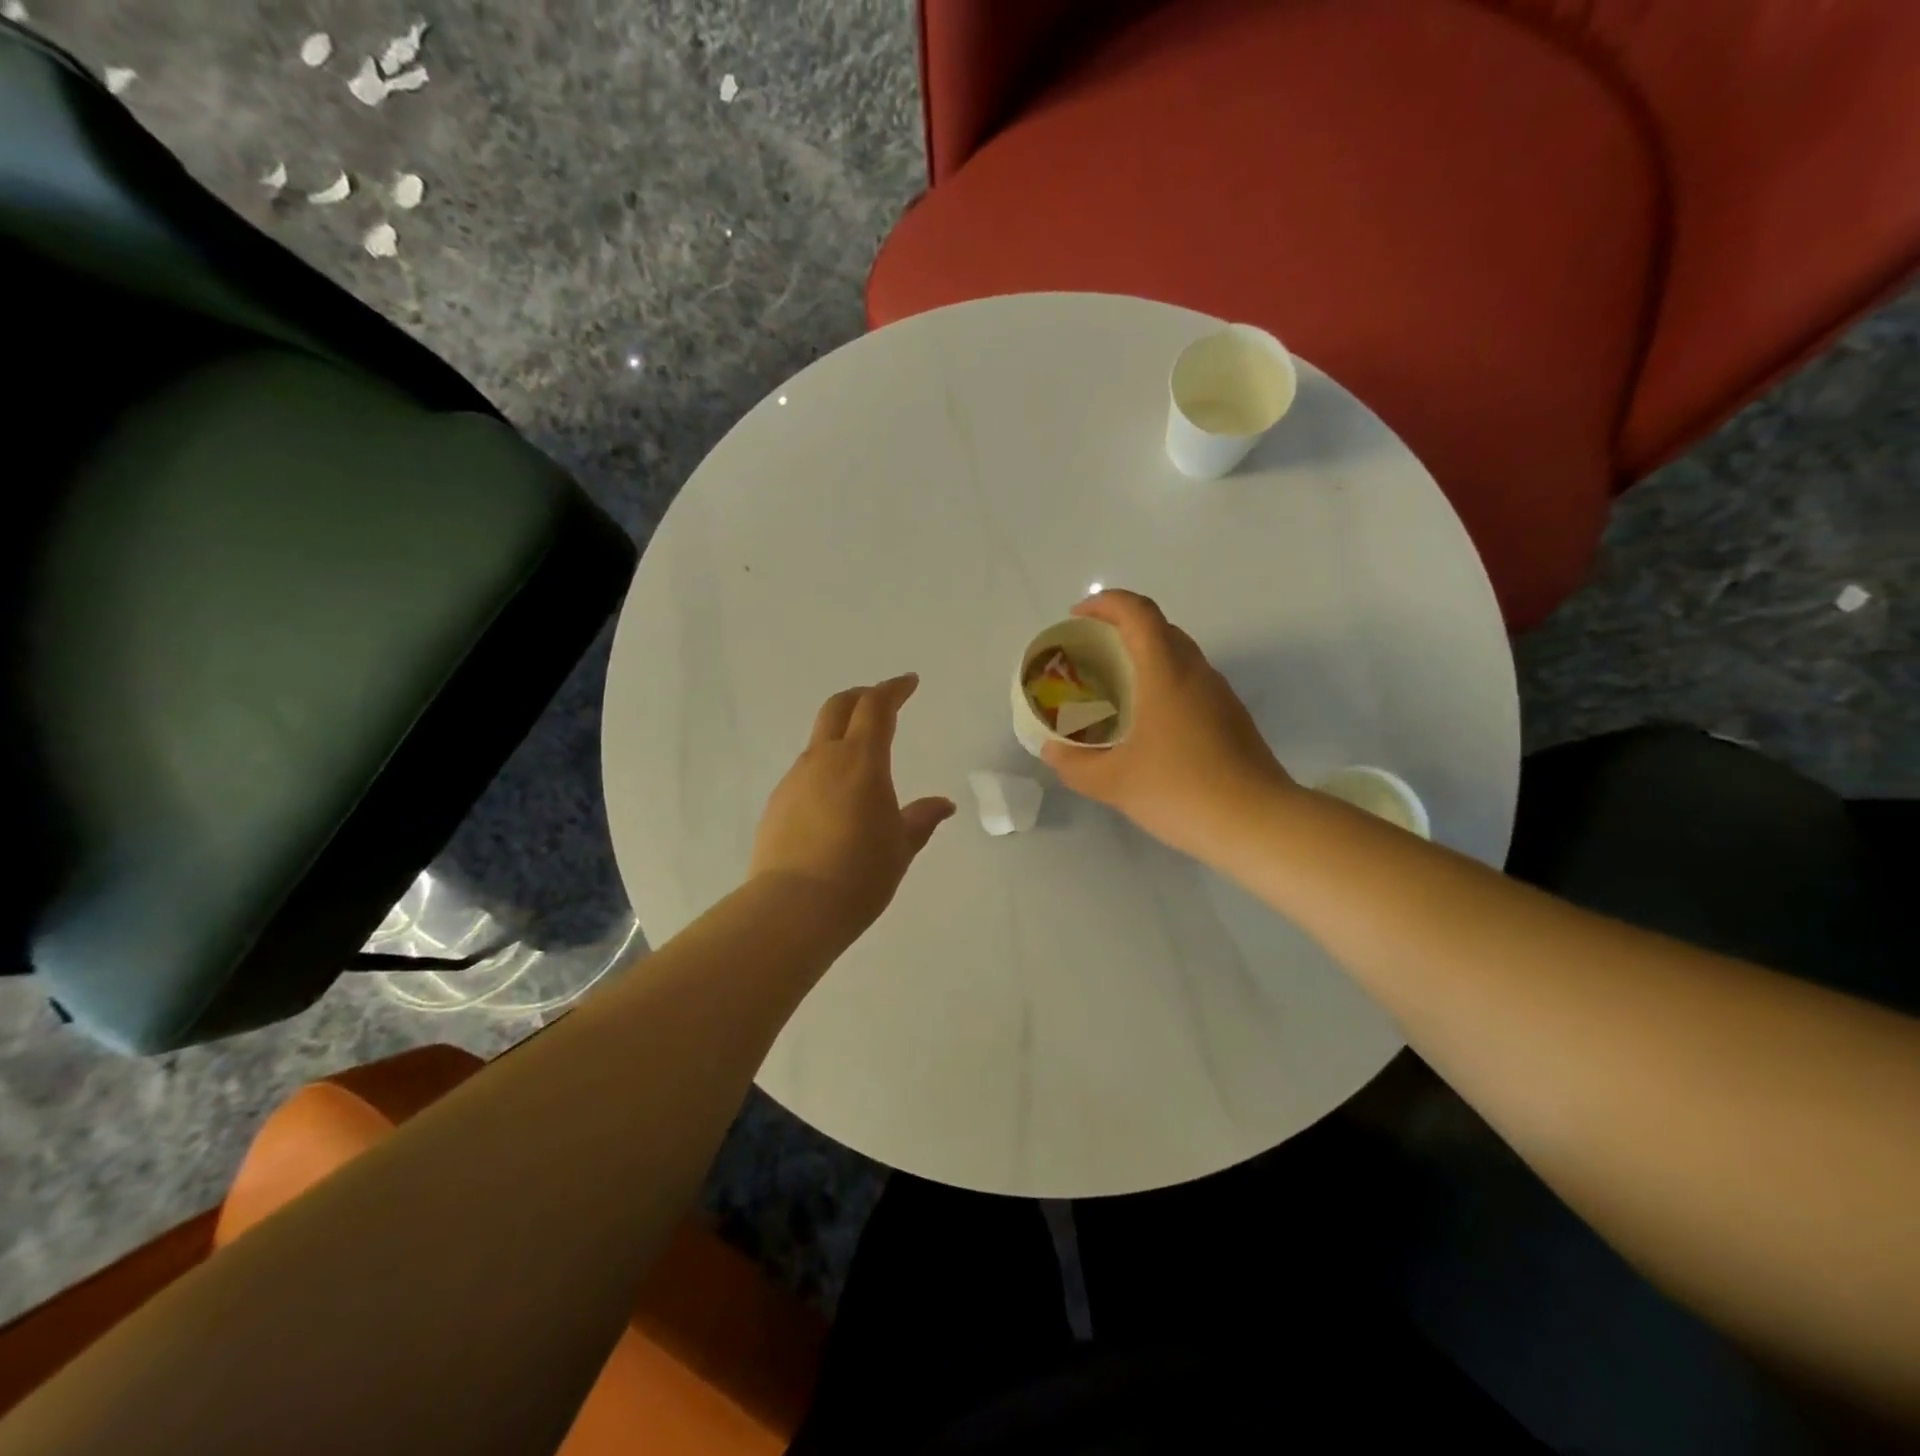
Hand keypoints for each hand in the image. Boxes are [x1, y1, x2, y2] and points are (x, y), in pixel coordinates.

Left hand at [750, 674, 955, 939]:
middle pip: (838, 707)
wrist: (794, 907)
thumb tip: (944, 804)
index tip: (909, 683)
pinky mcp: (777, 803)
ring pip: (819, 741)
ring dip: (841, 736)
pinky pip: (805, 773)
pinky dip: (825, 769)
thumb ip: (922, 818)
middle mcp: (823, 759)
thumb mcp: (901, 846)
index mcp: (861, 760)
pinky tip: (835, 800)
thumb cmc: (861, 873)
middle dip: (861, 696)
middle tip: (881, 700)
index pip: (876, 707)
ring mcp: (795, 779)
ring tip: (861, 761)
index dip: (894, 689)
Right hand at [1042, 590, 1295, 858]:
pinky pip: (1192, 683)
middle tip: (1091, 653)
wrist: (1257, 824)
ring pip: (1180, 655)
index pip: (1138, 612)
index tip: (1077, 617)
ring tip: (1115, 687)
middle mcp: (1197, 672)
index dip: (1105, 603)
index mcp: (1166, 672)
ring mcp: (1221, 695)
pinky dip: (1164, 683)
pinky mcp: (1233, 718)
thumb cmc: (1180, 791)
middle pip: (1160, 628)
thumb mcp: (1113, 782)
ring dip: (1146, 657)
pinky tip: (1149, 723)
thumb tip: (1052, 751)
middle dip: (1122, 628)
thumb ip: (1074, 764)